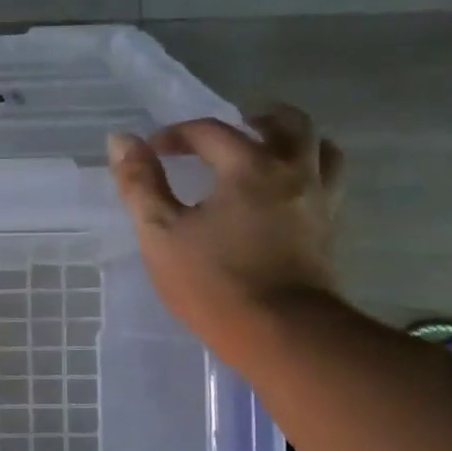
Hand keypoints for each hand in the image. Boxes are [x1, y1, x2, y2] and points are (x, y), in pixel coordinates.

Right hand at [108, 105, 344, 358]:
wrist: (280, 332)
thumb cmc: (211, 281)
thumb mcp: (160, 233)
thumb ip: (140, 184)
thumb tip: (121, 140)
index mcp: (248, 167)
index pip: (210, 131)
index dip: (176, 135)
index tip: (152, 152)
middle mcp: (292, 172)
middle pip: (286, 122)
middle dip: (253, 119)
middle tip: (228, 131)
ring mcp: (319, 200)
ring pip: (321, 148)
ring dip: (292, 140)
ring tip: (267, 152)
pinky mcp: (330, 229)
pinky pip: (329, 181)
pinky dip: (308, 172)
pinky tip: (285, 193)